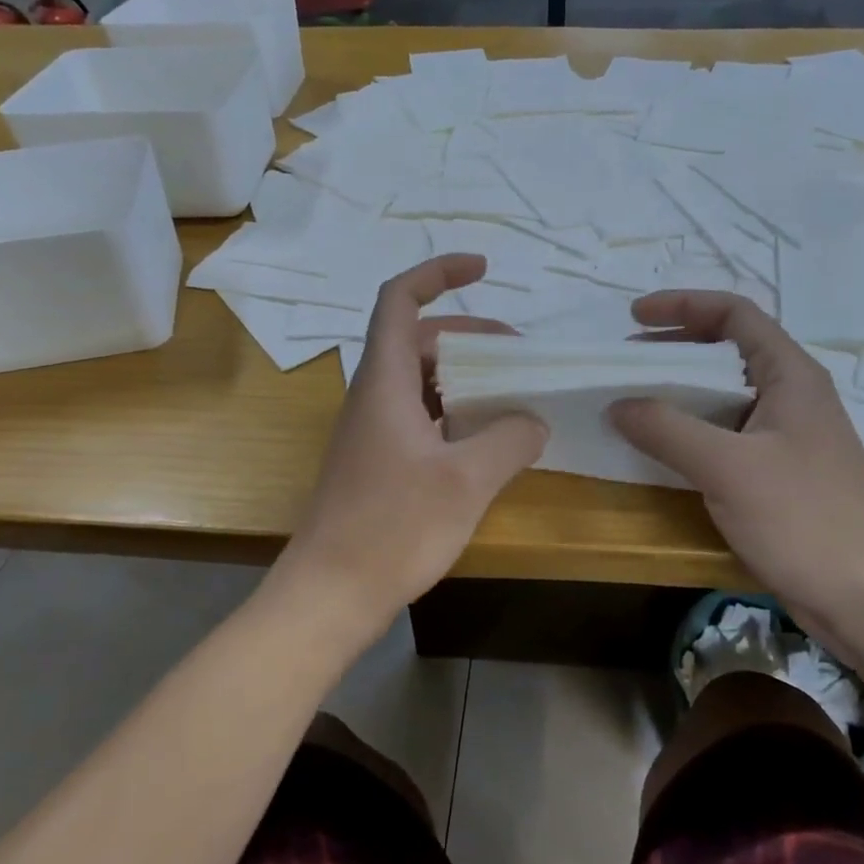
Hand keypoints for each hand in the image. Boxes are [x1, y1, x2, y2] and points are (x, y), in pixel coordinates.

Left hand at [277, 255, 547, 634]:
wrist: (330, 594)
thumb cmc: (392, 528)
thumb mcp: (466, 481)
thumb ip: (509, 440)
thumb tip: (533, 421)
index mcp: (384, 382)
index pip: (400, 300)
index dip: (438, 272)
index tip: (482, 269)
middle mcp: (373, 396)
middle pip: (419, 339)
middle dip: (470, 336)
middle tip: (518, 355)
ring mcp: (372, 430)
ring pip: (421, 380)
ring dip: (464, 377)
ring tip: (511, 395)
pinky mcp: (377, 461)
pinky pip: (420, 415)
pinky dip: (454, 412)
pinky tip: (485, 440)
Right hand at [609, 291, 863, 654]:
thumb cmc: (808, 521)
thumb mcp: (729, 468)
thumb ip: (668, 430)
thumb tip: (617, 403)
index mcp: (791, 376)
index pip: (734, 314)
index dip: (683, 305)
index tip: (635, 316)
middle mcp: (793, 397)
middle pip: (729, 351)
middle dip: (675, 347)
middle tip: (627, 359)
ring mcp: (789, 439)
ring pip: (726, 397)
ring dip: (680, 392)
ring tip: (635, 402)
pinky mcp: (783, 477)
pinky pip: (728, 437)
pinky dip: (692, 432)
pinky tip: (664, 452)